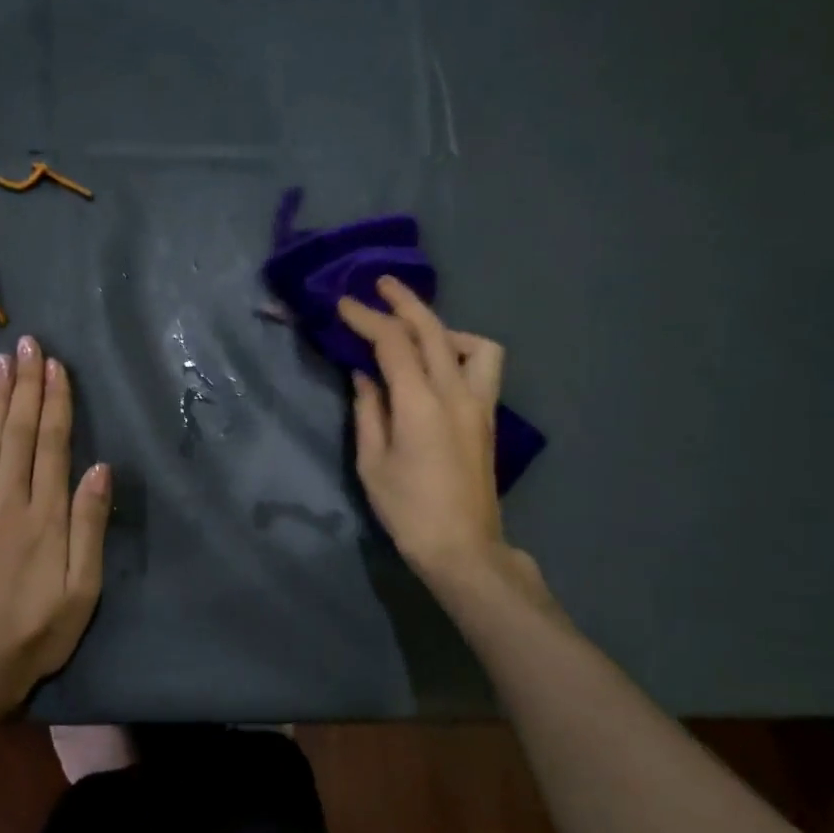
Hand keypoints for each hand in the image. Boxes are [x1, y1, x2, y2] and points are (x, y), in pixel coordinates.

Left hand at [0, 335, 110, 708]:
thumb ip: (90, 526)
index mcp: (46, 516)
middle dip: (26, 385)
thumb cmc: (37, 630)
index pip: (51, 445)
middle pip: (18, 433)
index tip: (56, 365)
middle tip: (28, 344)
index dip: (55, 402)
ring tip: (2, 361)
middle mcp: (7, 501)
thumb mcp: (83, 589)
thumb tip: (100, 468)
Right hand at [338, 277, 527, 592]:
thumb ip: (368, 411)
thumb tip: (364, 376)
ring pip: (472, 344)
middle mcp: (456, 393)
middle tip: (380, 285)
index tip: (344, 304)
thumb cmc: (408, 510)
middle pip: (433, 330)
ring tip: (417, 335)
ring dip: (442, 328)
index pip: (393, 343)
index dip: (367, 318)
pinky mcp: (488, 418)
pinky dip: (460, 352)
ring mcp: (479, 404)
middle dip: (405, 302)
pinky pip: (481, 367)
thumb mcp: (372, 462)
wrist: (462, 547)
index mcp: (420, 403)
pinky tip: (438, 368)